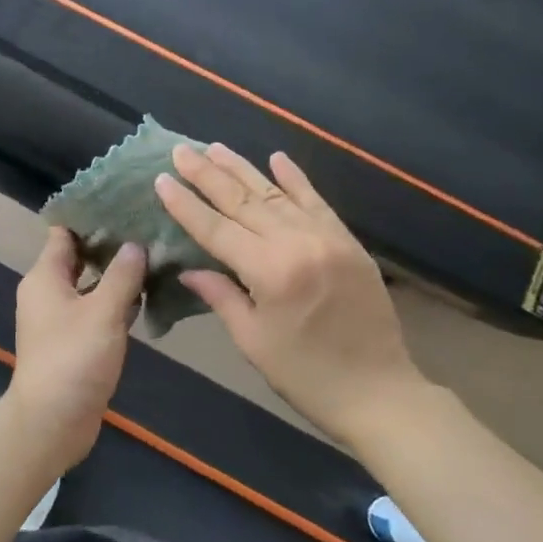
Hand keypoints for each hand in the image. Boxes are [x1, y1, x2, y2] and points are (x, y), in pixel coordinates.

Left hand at [8, 228, 145, 469]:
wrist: (52, 421)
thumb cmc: (74, 358)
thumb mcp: (103, 312)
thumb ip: (122, 275)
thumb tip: (135, 244)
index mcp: (45, 276)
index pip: (64, 233)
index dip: (91, 218)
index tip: (124, 205)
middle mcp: (47, 292)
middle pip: (79, 258)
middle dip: (111, 245)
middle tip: (149, 229)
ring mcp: (59, 319)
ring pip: (90, 286)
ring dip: (117, 276)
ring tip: (155, 256)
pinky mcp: (73, 342)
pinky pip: (95, 311)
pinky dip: (116, 303)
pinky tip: (147, 297)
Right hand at [154, 143, 427, 444]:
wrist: (380, 393)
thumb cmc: (306, 375)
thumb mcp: (253, 341)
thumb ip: (221, 296)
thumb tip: (189, 268)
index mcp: (270, 272)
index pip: (216, 228)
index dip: (186, 205)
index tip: (162, 179)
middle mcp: (298, 244)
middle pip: (243, 202)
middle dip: (208, 175)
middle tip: (181, 151)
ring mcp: (327, 239)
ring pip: (276, 195)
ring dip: (243, 169)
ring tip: (215, 148)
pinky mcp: (348, 242)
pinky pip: (317, 202)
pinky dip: (296, 179)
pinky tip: (277, 157)